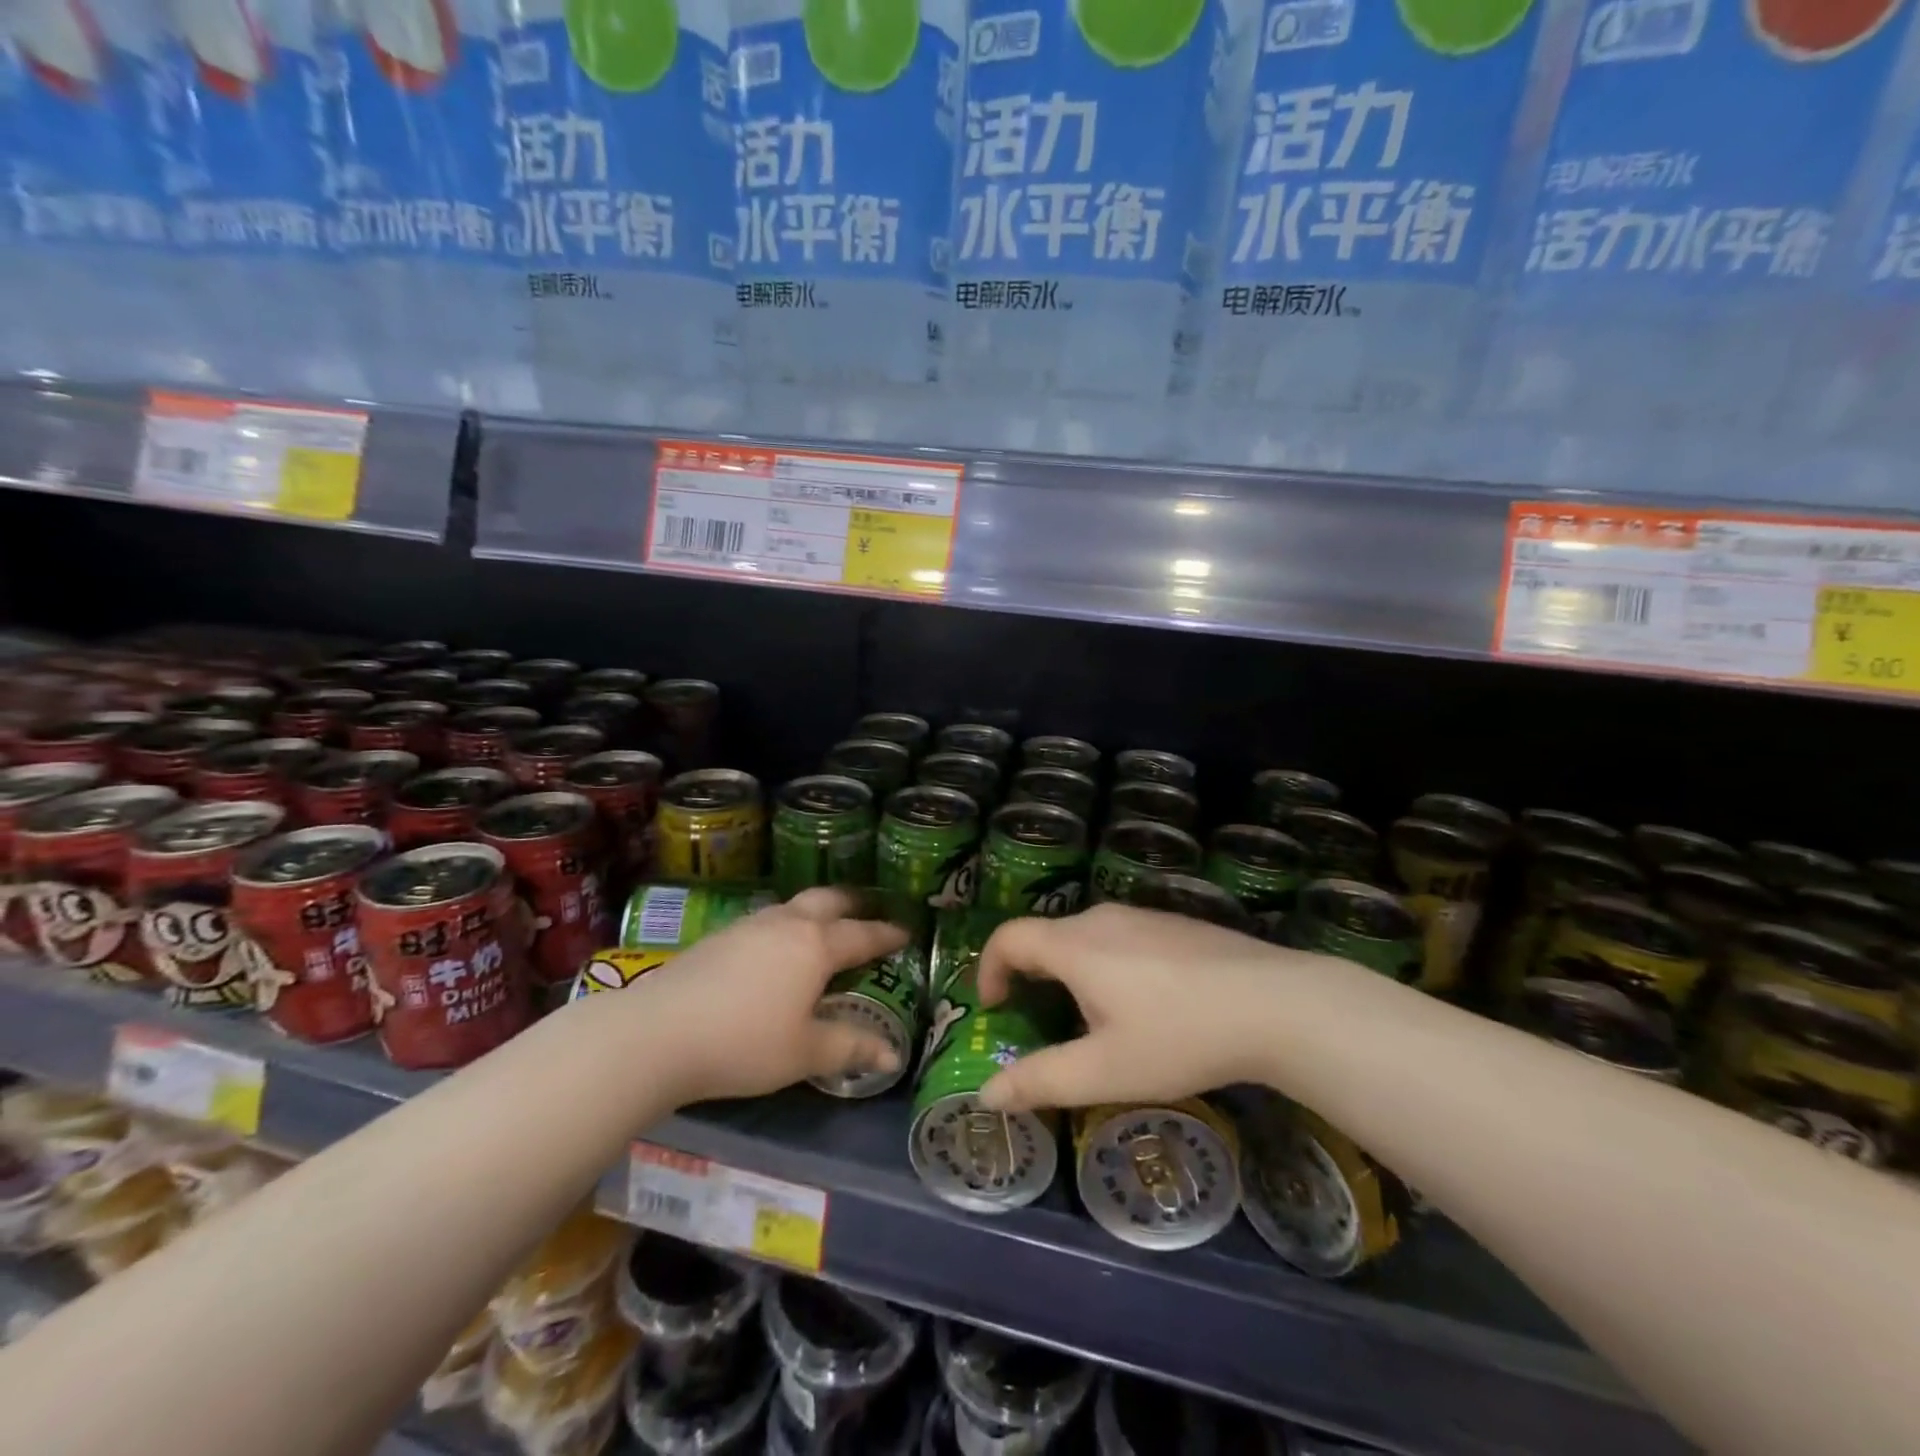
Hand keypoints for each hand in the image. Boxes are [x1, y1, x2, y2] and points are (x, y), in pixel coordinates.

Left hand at [622, 887, 907, 1105]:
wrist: (657, 1032)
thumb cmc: (744, 1043)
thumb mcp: (804, 1052)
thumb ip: (850, 1047)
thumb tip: (893, 1054)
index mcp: (816, 945)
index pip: (863, 934)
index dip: (887, 934)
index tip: (906, 932)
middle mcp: (787, 924)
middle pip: (828, 900)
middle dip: (853, 903)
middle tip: (868, 909)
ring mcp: (750, 925)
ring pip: (794, 906)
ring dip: (817, 911)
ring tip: (824, 926)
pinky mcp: (720, 936)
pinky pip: (768, 920)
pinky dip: (787, 924)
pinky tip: (775, 948)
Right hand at [975, 904, 1291, 1112]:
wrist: (1276, 1003)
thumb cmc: (1179, 1038)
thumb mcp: (1104, 1071)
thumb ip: (1041, 1081)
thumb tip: (987, 1095)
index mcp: (1074, 945)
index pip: (1008, 938)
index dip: (989, 969)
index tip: (993, 1008)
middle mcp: (1102, 918)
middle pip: (1046, 937)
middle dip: (1030, 977)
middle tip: (1041, 1023)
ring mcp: (1143, 916)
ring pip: (1086, 937)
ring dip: (1070, 973)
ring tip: (1094, 1022)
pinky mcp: (1175, 924)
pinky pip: (1121, 938)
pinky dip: (1107, 965)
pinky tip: (1146, 1007)